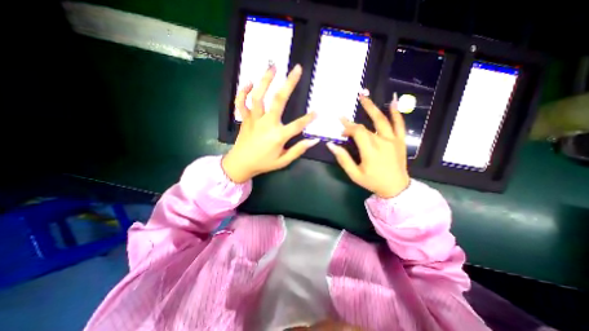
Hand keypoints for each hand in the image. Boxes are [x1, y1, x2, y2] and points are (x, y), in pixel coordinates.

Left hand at [224, 65, 319, 183]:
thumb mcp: (283, 161)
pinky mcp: (245, 119)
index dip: (309, 118)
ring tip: (273, 67)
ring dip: (265, 80)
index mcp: (278, 136)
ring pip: (258, 96)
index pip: (297, 125)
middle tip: (297, 69)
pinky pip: (241, 102)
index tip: (318, 111)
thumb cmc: (263, 163)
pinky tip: (249, 82)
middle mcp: (266, 124)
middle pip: (278, 100)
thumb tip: (313, 141)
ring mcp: (254, 119)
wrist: (240, 164)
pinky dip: (243, 91)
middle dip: (289, 83)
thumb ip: (298, 150)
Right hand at [326, 94, 409, 196]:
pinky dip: (396, 112)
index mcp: (370, 150)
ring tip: (364, 96)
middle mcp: (382, 141)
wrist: (396, 188)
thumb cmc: (373, 182)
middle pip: (366, 126)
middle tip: (344, 113)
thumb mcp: (354, 174)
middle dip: (353, 121)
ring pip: (382, 120)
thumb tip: (331, 145)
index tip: (341, 131)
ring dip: (372, 107)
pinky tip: (393, 101)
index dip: (347, 129)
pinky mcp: (400, 141)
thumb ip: (343, 159)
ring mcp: (393, 140)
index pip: (357, 132)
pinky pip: (399, 124)